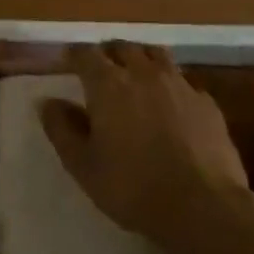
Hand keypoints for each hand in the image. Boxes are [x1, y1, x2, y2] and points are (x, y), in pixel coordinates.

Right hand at [40, 42, 251, 253]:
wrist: (203, 207)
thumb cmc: (133, 188)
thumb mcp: (83, 166)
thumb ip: (62, 130)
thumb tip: (47, 102)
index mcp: (108, 84)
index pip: (85, 54)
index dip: (75, 55)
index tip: (68, 62)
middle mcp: (143, 73)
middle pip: (122, 47)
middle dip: (108, 53)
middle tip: (101, 69)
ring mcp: (179, 84)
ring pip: (156, 55)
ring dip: (141, 59)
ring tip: (136, 75)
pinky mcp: (206, 102)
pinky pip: (184, 81)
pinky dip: (171, 84)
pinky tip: (172, 103)